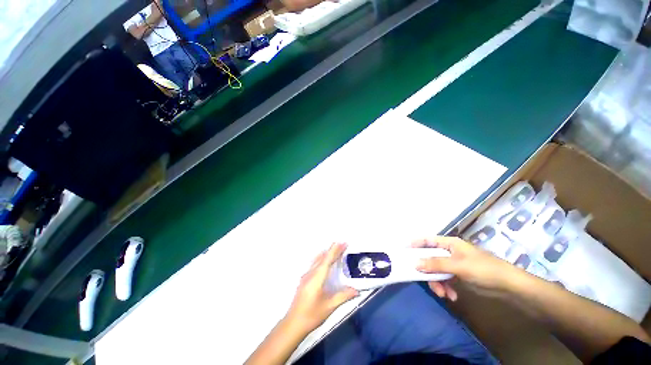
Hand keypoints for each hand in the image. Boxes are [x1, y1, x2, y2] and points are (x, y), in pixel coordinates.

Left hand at [285, 243, 357, 333]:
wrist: (293, 323)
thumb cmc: (311, 315)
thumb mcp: (329, 307)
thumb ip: (343, 296)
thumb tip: (356, 290)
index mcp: (316, 278)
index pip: (327, 260)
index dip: (335, 251)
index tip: (342, 243)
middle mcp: (310, 273)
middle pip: (322, 258)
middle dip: (333, 250)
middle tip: (343, 244)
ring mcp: (306, 275)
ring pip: (317, 259)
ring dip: (327, 253)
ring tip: (335, 249)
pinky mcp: (304, 279)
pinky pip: (314, 263)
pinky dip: (322, 258)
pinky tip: (324, 260)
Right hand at [413, 236, 518, 300]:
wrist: (508, 285)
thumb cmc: (483, 269)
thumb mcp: (458, 266)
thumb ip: (435, 264)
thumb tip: (414, 263)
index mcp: (449, 243)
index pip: (427, 240)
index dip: (415, 243)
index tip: (403, 250)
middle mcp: (449, 251)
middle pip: (430, 258)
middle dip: (428, 271)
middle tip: (425, 281)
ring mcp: (453, 263)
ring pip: (436, 270)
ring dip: (438, 282)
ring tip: (443, 294)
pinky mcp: (458, 274)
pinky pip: (445, 279)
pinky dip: (446, 287)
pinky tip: (452, 296)